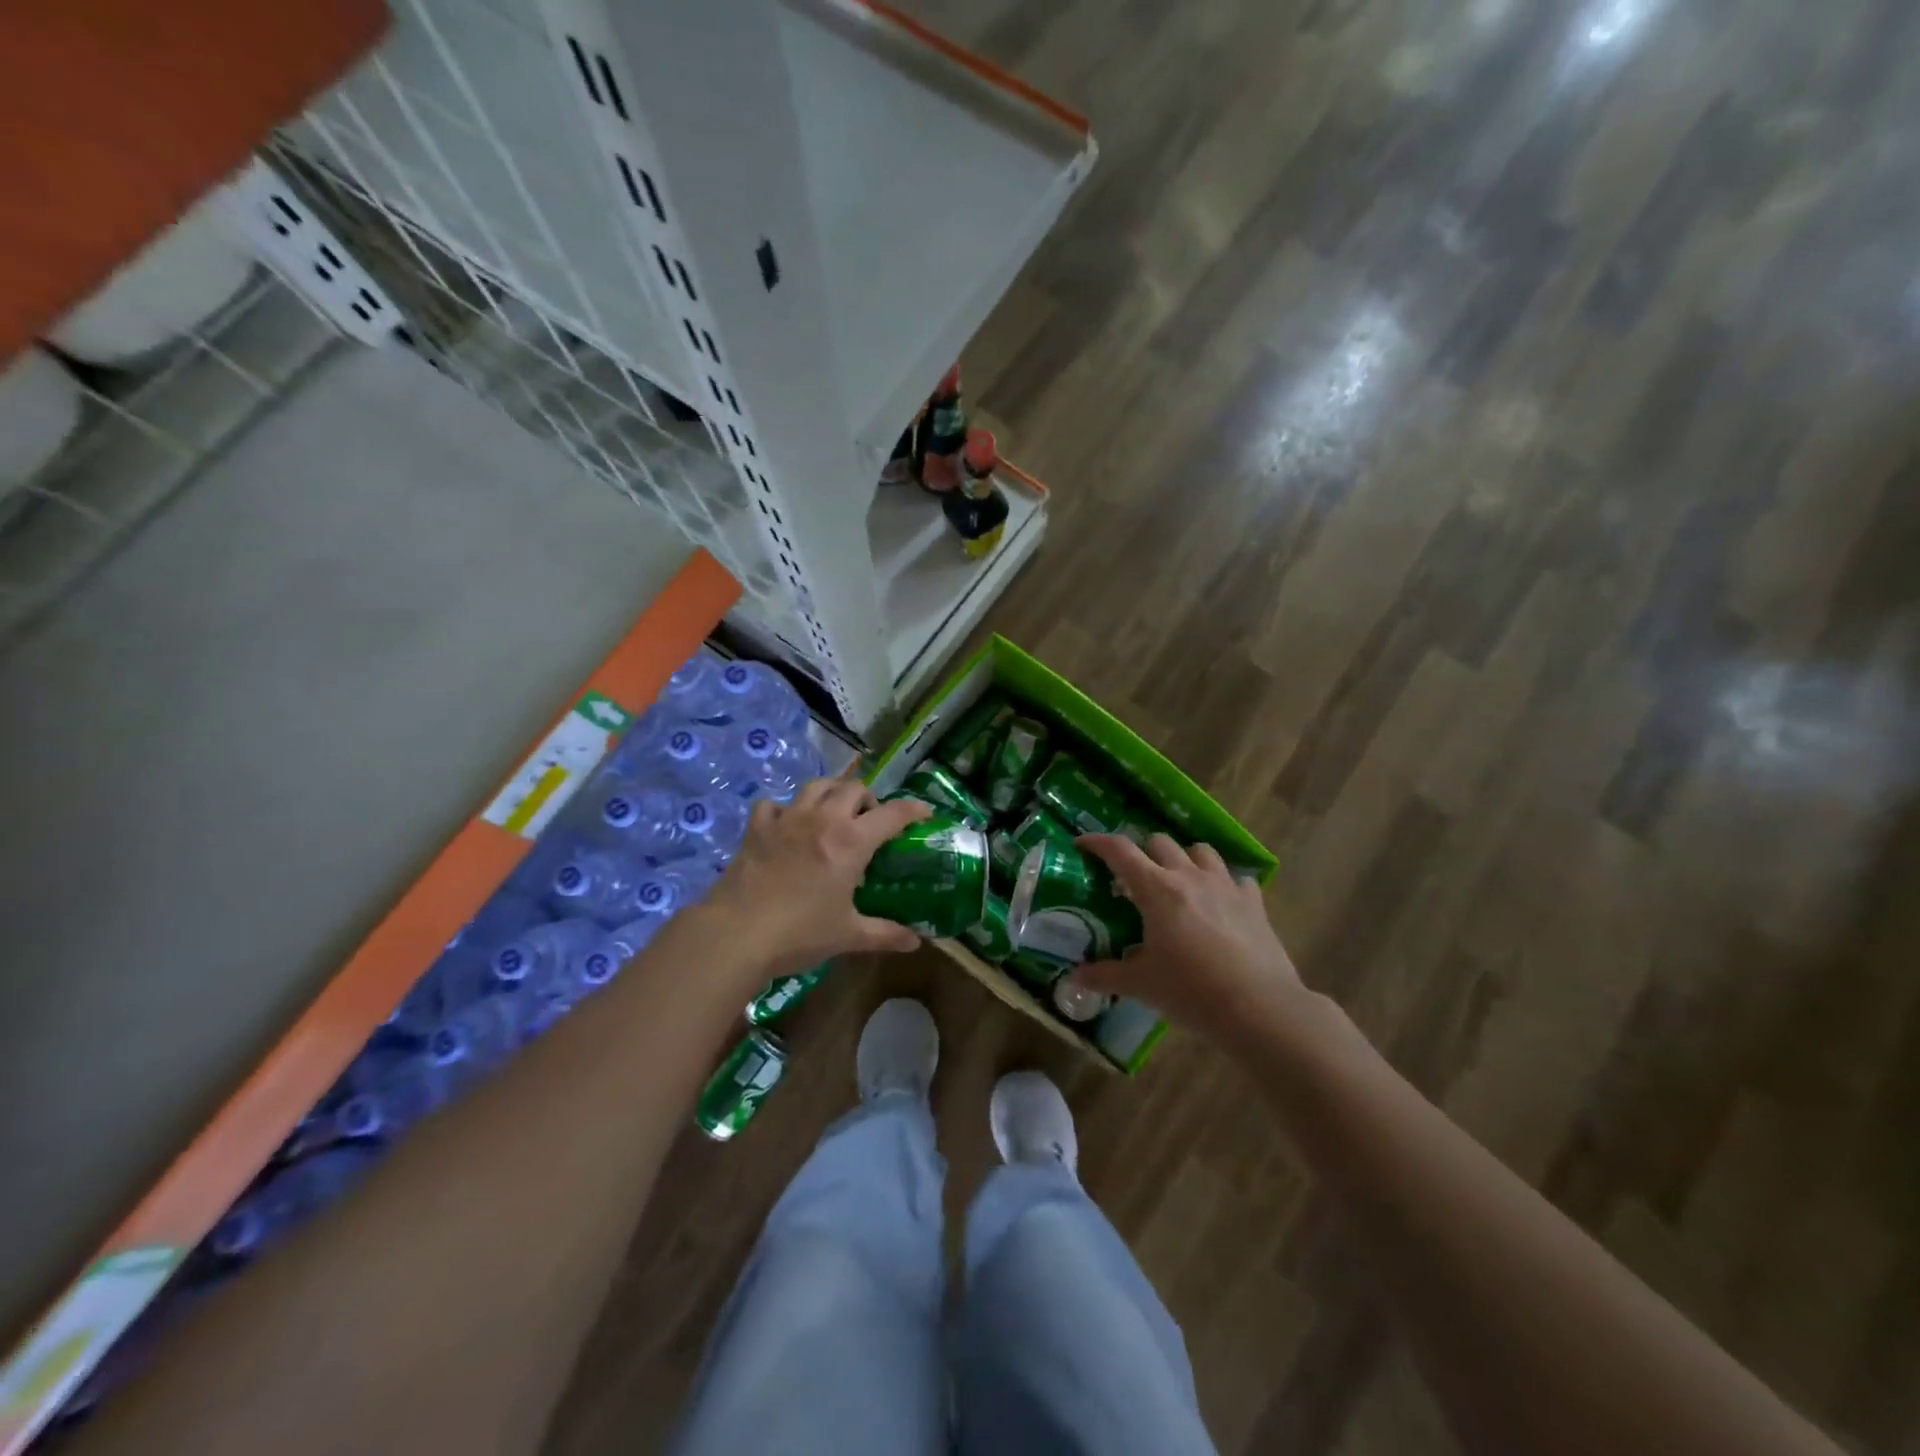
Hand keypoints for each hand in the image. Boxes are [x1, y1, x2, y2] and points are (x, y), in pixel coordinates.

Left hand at [702, 775, 932, 977]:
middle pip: (853, 788)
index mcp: (851, 841)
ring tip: (834, 812)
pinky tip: (787, 826)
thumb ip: (885, 934)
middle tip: (870, 821)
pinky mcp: (757, 827)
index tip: (924, 813)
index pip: (893, 813)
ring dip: (832, 792)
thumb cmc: (799, 933)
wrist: (736, 933)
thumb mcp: (848, 936)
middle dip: (869, 798)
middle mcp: (823, 819)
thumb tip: (915, 942)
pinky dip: (785, 809)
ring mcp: (787, 819)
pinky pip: (775, 804)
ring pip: (816, 785)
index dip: (913, 810)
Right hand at [1074, 834, 1307, 1046]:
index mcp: (1156, 889)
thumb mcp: (1141, 984)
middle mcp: (1189, 876)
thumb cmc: (1191, 991)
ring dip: (1184, 859)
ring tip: (1179, 883)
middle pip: (1159, 842)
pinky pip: (1237, 878)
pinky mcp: (1254, 902)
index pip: (1120, 850)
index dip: (1097, 842)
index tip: (1083, 844)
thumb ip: (1105, 975)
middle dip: (1142, 853)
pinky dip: (1224, 884)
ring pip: (1200, 851)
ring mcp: (1225, 885)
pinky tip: (1221, 904)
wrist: (1259, 1008)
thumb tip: (1075, 977)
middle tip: (1134, 880)